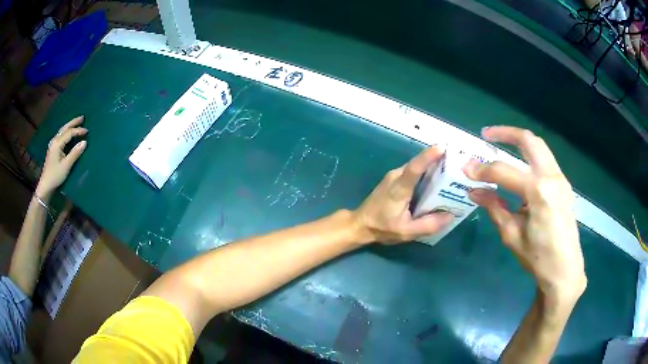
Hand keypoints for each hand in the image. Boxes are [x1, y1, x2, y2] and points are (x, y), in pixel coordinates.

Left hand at [36, 116, 87, 199]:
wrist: (46, 185)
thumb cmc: (56, 176)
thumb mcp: (66, 165)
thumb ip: (75, 153)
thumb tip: (85, 142)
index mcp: (57, 143)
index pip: (69, 133)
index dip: (78, 131)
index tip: (87, 131)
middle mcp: (54, 141)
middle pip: (65, 128)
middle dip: (73, 122)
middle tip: (82, 118)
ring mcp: (53, 145)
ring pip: (62, 131)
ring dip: (70, 126)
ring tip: (77, 123)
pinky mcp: (53, 149)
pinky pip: (60, 136)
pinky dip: (66, 132)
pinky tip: (69, 133)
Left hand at [354, 147, 453, 243]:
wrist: (360, 224)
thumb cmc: (382, 227)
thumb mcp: (407, 232)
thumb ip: (428, 225)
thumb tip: (451, 215)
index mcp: (399, 188)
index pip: (414, 168)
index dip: (428, 156)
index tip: (442, 148)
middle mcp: (396, 176)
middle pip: (419, 164)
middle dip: (438, 160)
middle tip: (458, 163)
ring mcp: (394, 175)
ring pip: (417, 167)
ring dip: (433, 166)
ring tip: (452, 171)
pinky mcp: (394, 178)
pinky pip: (413, 171)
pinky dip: (426, 173)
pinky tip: (436, 181)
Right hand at [463, 126, 585, 302]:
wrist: (565, 271)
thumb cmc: (538, 258)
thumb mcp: (512, 235)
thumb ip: (494, 207)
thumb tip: (474, 191)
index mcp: (538, 192)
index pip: (504, 171)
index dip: (481, 169)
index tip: (465, 169)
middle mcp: (552, 177)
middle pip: (529, 141)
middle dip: (506, 133)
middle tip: (486, 135)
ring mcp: (560, 179)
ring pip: (539, 147)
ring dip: (520, 142)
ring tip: (501, 144)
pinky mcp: (563, 185)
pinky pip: (545, 160)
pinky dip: (530, 156)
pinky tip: (520, 167)